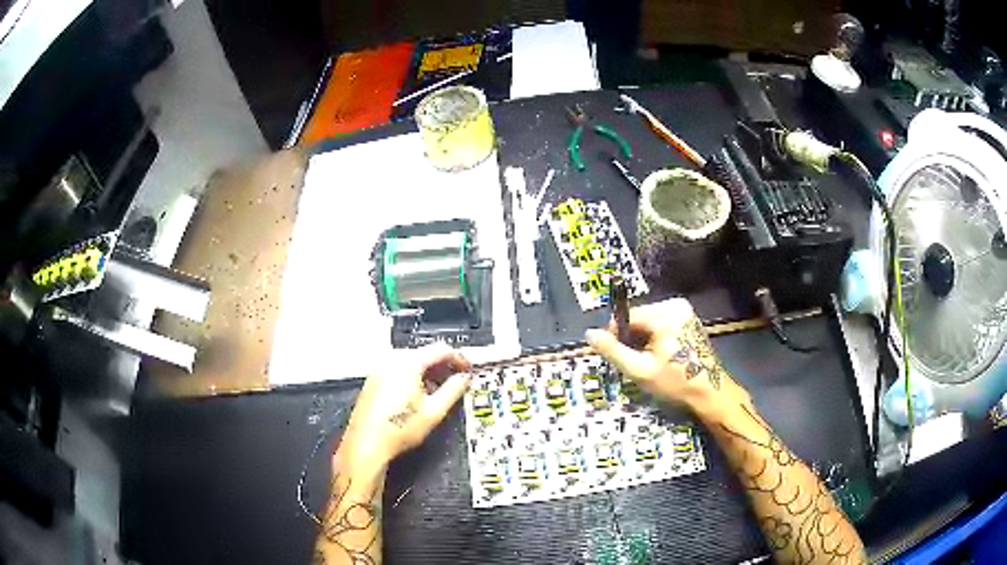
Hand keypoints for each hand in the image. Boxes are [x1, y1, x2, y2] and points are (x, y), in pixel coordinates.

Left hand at [337, 343, 471, 474]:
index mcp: (408, 363)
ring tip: (439, 392)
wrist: (367, 443)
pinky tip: (419, 397)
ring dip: (429, 373)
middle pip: (425, 354)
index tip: (468, 369)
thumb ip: (453, 390)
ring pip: (412, 362)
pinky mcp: (374, 380)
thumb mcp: (434, 411)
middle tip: (457, 381)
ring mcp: (380, 370)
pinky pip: (399, 371)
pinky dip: (413, 378)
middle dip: (443, 366)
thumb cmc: (398, 429)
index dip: (459, 358)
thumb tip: (464, 379)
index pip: (441, 349)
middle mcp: (391, 360)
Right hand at [585, 298, 747, 415]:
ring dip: (643, 340)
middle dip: (632, 339)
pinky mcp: (689, 319)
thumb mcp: (639, 370)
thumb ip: (613, 351)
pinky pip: (662, 324)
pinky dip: (656, 339)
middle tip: (636, 363)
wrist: (710, 392)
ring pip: (649, 322)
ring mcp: (685, 311)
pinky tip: (661, 357)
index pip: (627, 316)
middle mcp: (676, 305)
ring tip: (650, 362)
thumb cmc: (675, 381)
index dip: (616, 336)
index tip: (618, 357)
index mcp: (664, 314)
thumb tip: (589, 334)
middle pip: (639, 318)